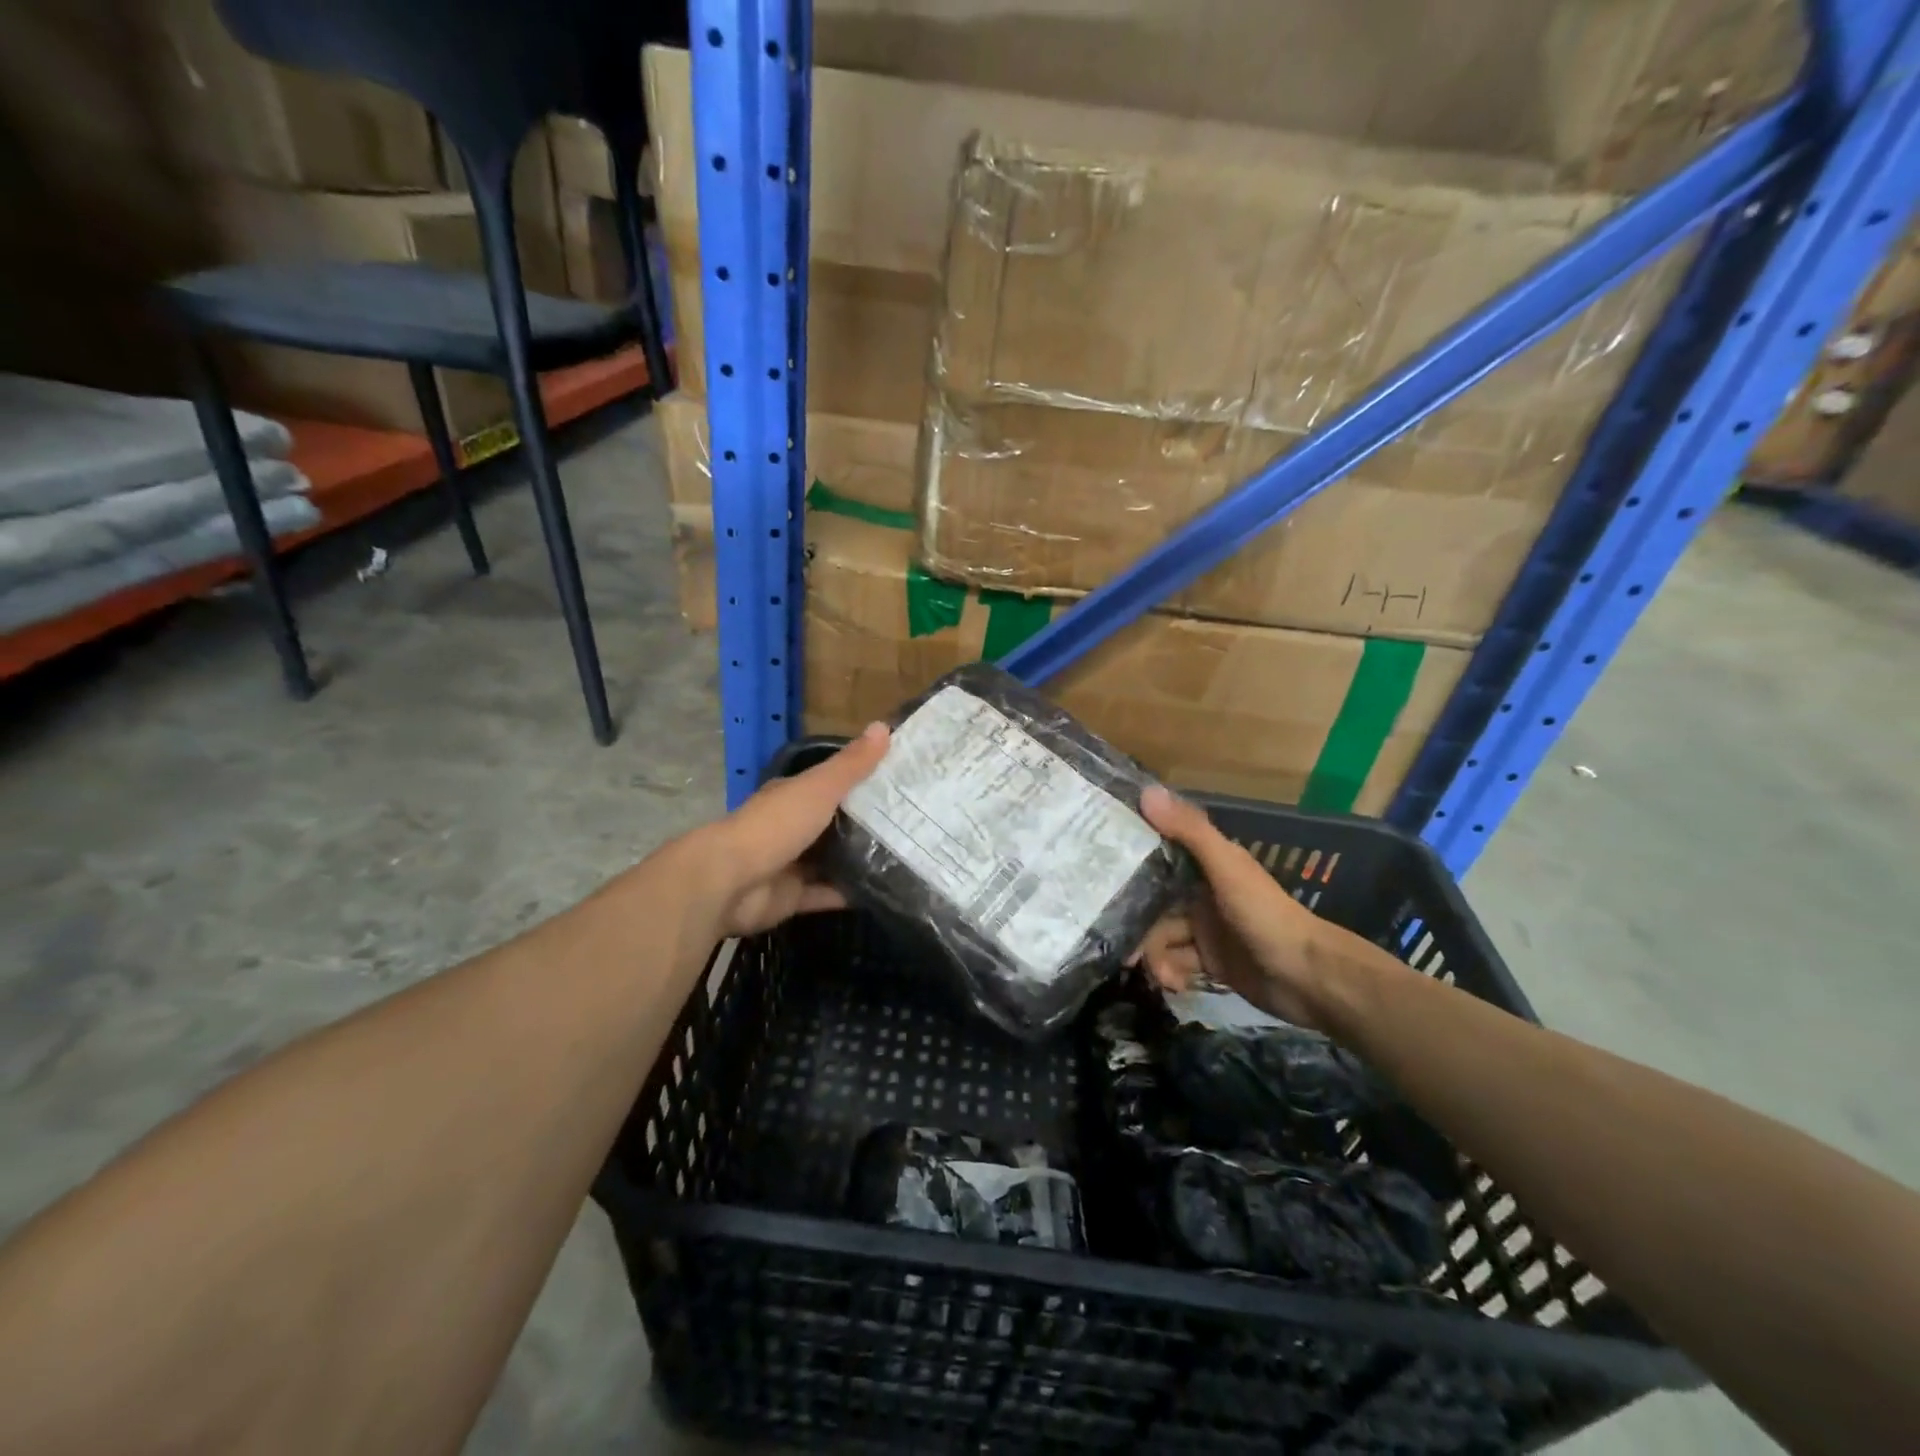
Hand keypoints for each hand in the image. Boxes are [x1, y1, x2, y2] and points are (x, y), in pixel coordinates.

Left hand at [686, 724, 889, 938]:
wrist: (729, 881)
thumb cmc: (776, 825)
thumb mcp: (819, 788)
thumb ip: (851, 765)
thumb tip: (884, 726)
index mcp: (793, 796)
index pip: (831, 784)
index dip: (862, 781)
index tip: (900, 783)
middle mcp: (790, 827)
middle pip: (833, 824)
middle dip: (866, 824)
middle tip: (913, 823)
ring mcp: (790, 864)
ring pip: (831, 860)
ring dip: (859, 860)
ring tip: (906, 857)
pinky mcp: (791, 897)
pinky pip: (825, 894)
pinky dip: (848, 893)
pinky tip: (883, 890)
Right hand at [1129, 785, 1337, 1029]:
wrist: (1308, 977)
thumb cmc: (1264, 915)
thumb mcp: (1225, 868)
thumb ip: (1188, 832)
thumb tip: (1145, 792)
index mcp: (1207, 864)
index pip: (1158, 855)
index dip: (1130, 864)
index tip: (1099, 875)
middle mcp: (1202, 893)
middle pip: (1154, 904)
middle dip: (1138, 926)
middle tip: (1122, 949)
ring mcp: (1206, 929)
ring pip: (1162, 937)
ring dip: (1155, 956)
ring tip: (1158, 975)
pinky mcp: (1211, 962)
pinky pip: (1177, 963)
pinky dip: (1172, 974)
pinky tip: (1175, 985)